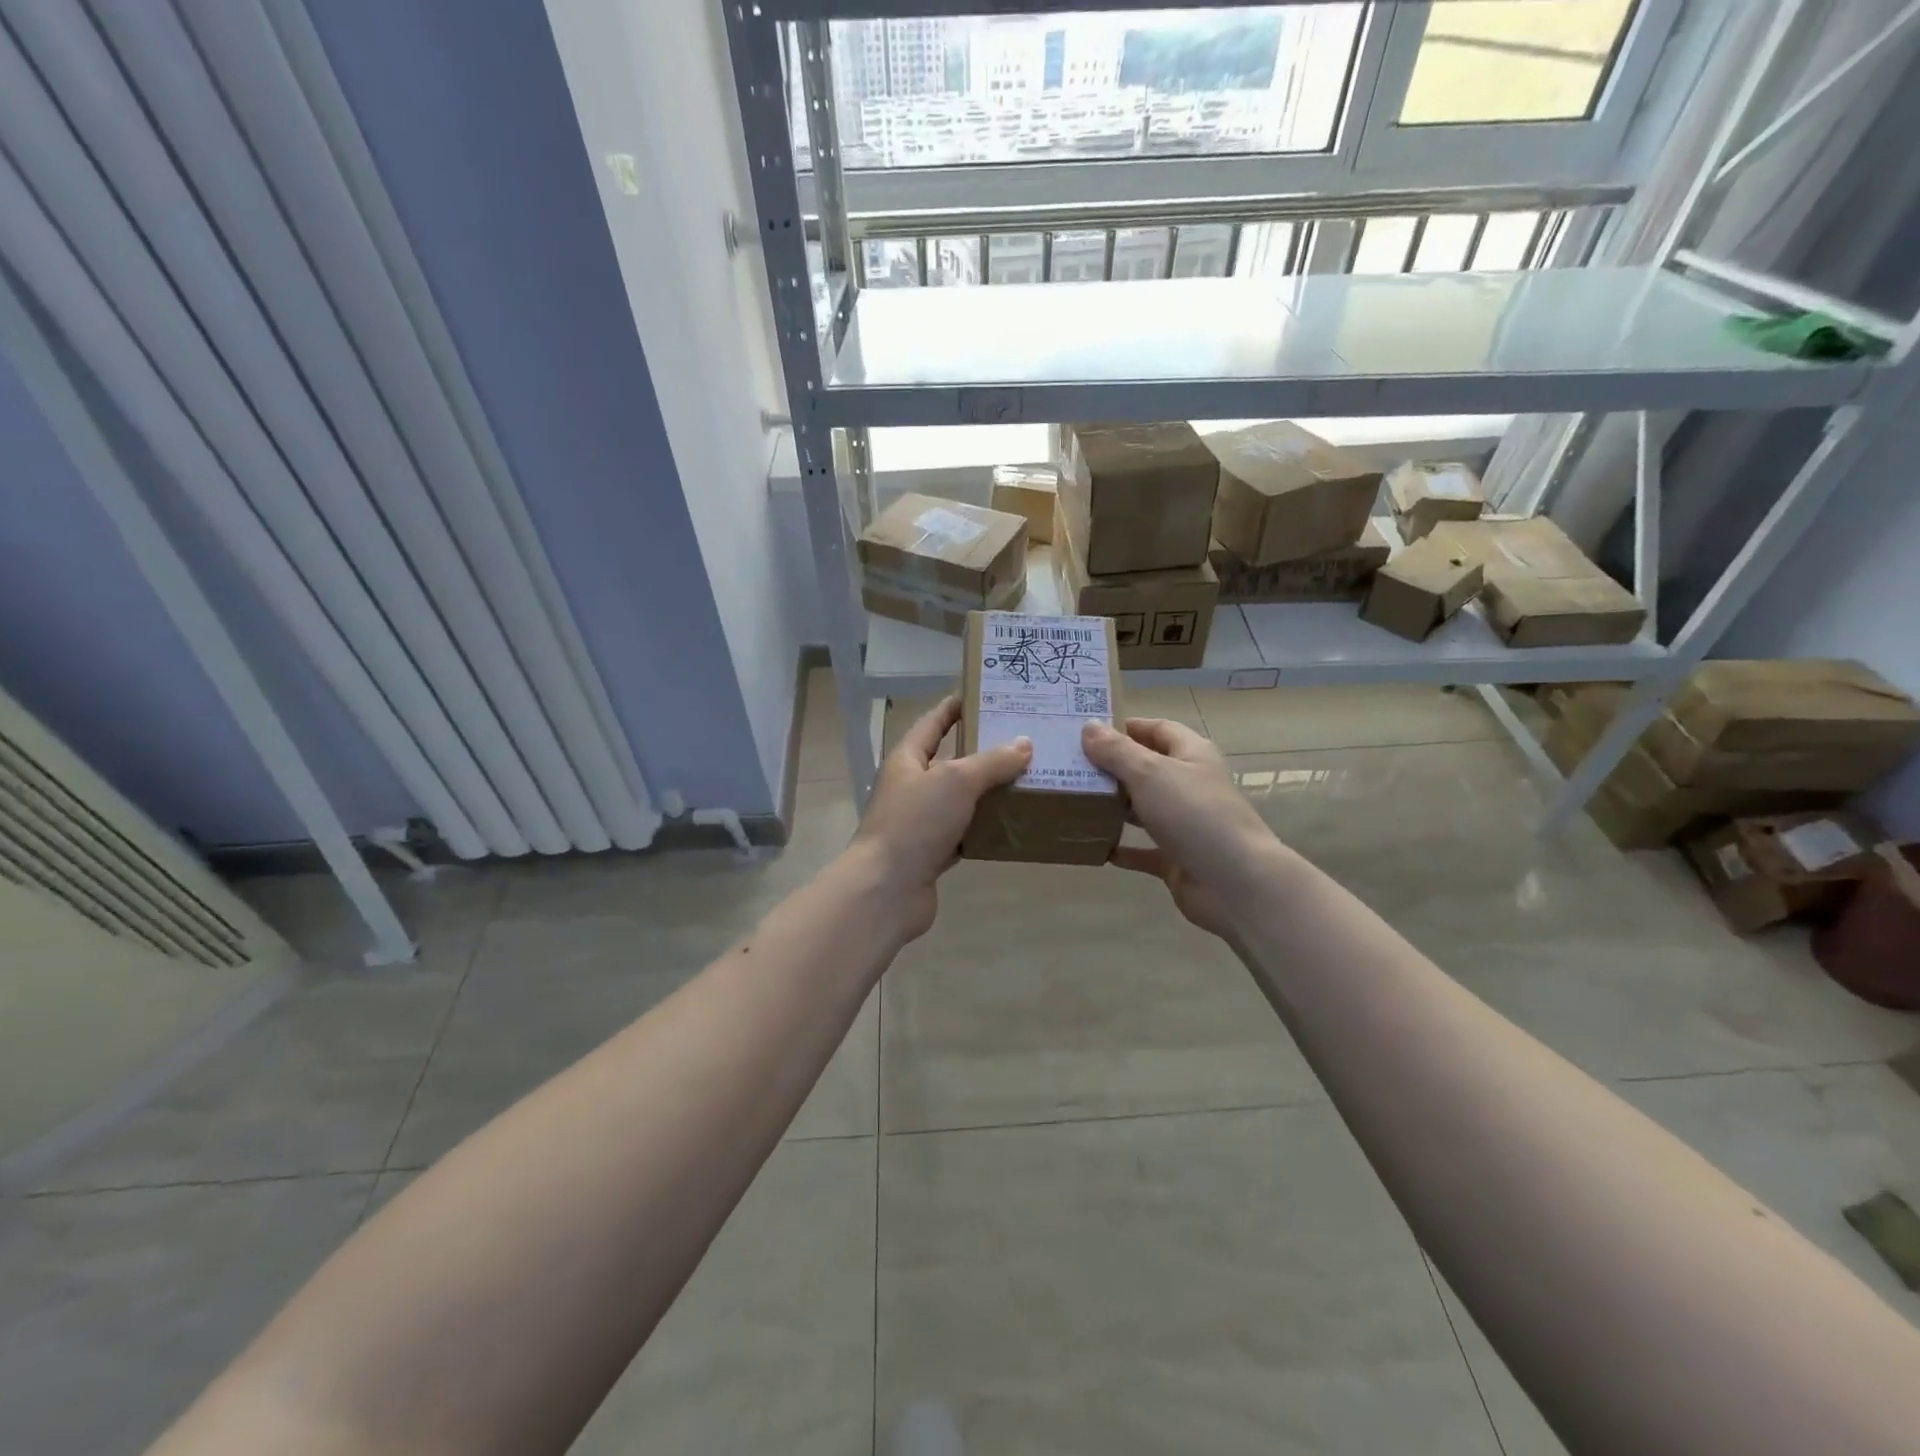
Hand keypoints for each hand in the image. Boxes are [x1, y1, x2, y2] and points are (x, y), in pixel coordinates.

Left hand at [845, 696, 1031, 942]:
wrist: (887, 889)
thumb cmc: (915, 823)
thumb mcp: (956, 781)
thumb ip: (991, 761)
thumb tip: (1024, 744)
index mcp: (908, 759)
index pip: (932, 723)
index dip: (954, 708)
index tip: (982, 694)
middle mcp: (912, 786)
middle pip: (951, 761)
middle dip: (984, 751)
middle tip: (1023, 739)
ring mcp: (921, 822)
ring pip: (961, 799)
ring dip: (989, 791)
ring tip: (1028, 778)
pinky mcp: (932, 853)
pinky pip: (964, 832)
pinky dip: (985, 827)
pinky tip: (1013, 822)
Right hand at [1081, 717, 1282, 939]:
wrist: (1236, 884)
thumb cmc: (1195, 815)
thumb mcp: (1150, 774)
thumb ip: (1117, 751)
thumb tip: (1088, 726)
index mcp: (1191, 755)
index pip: (1157, 729)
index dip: (1126, 727)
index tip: (1087, 732)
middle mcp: (1189, 785)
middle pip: (1147, 768)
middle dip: (1112, 768)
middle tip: (1069, 767)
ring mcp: (1185, 824)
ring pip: (1143, 809)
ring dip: (1114, 806)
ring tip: (1075, 802)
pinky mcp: (1177, 858)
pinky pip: (1143, 850)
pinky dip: (1122, 847)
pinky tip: (1095, 845)